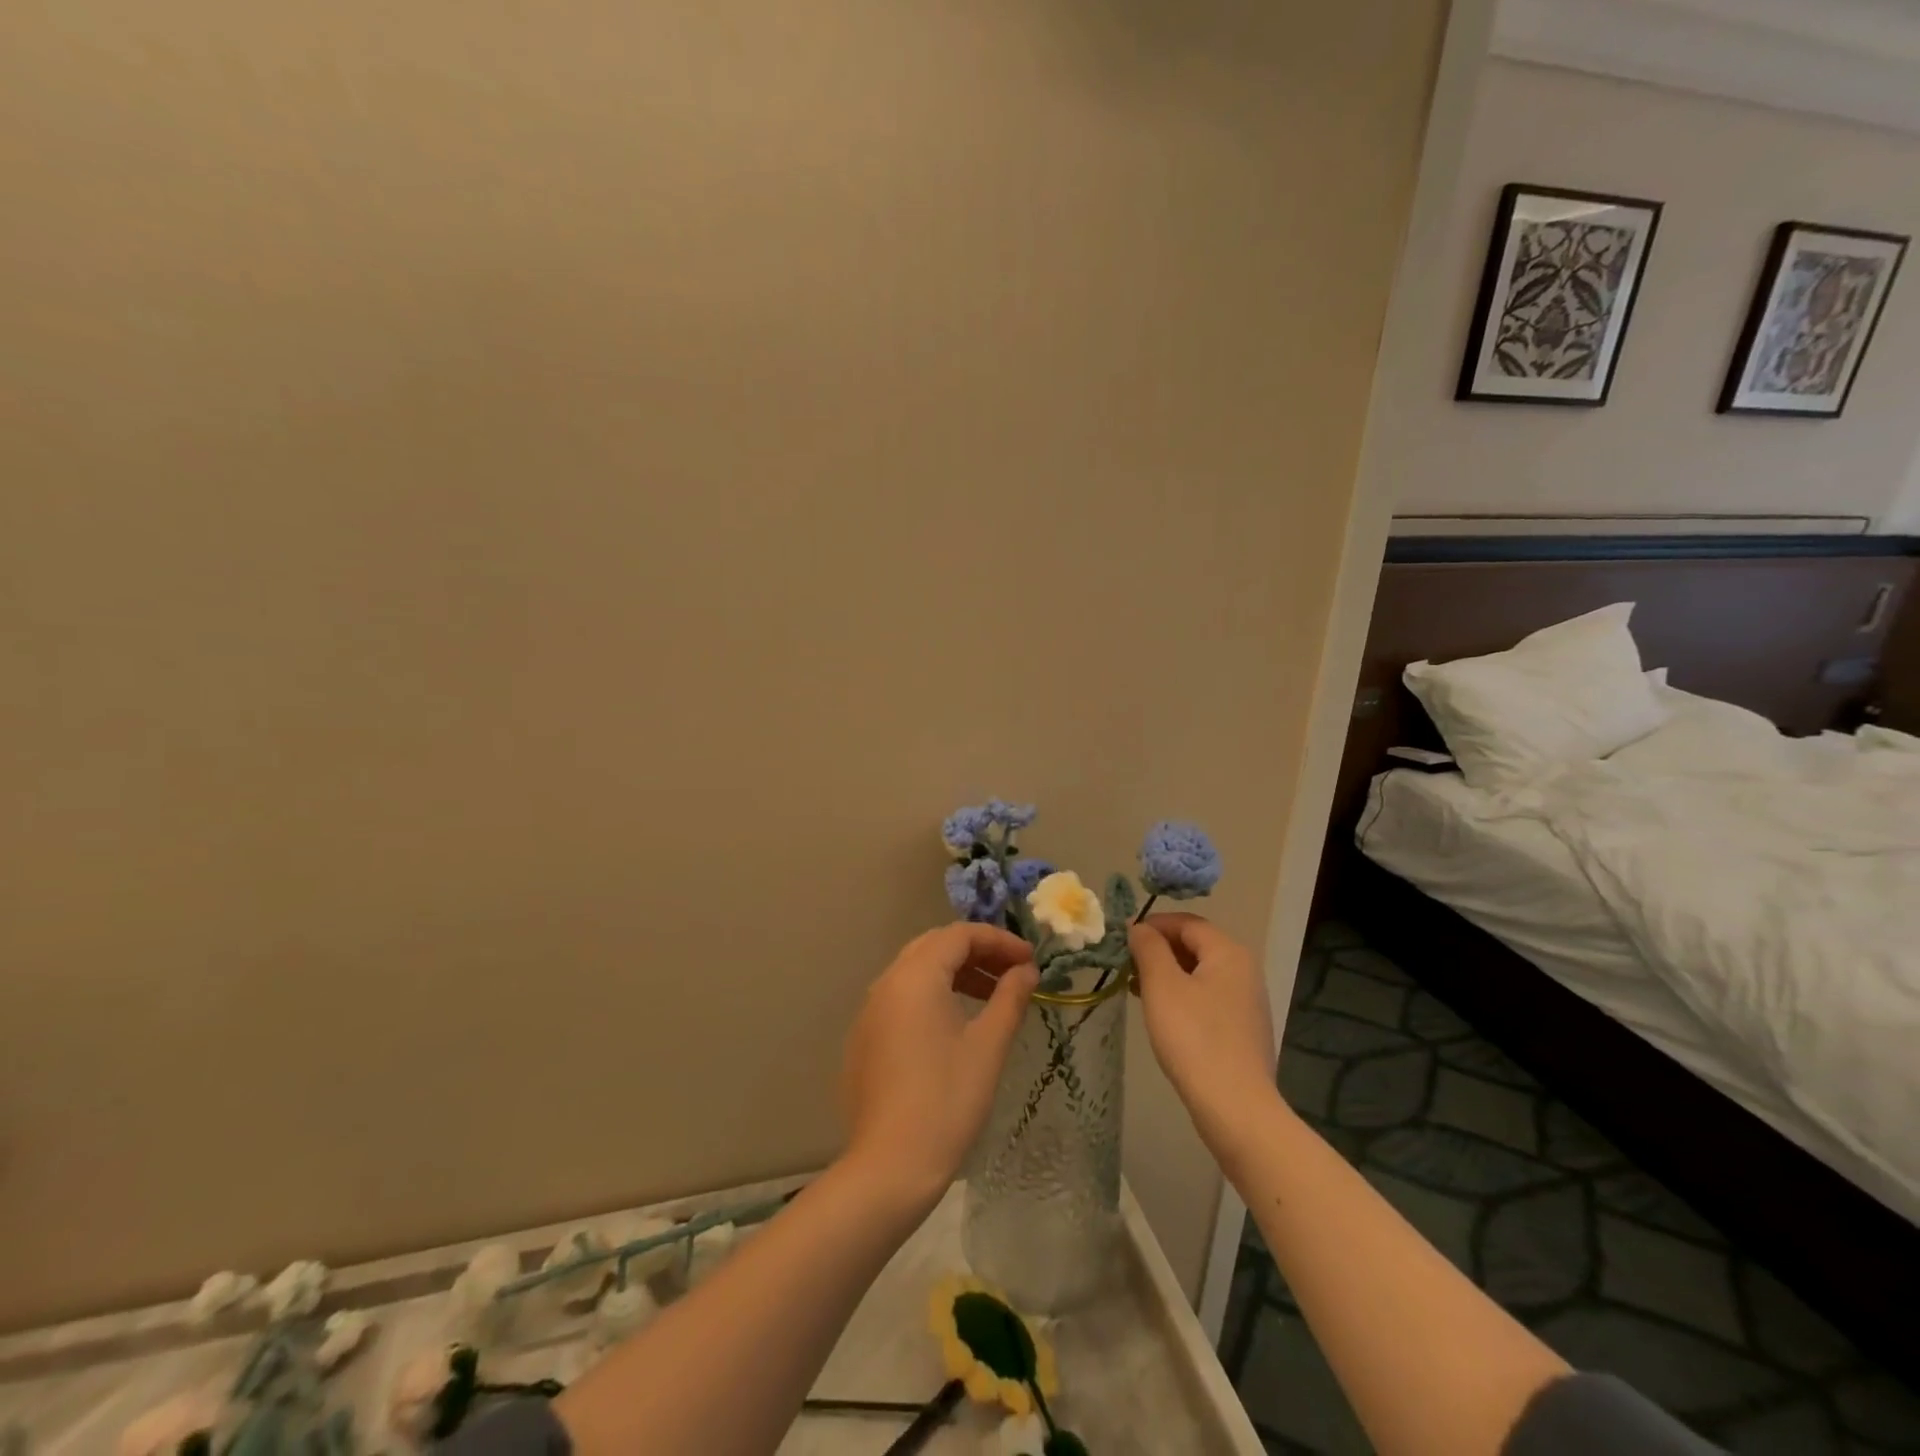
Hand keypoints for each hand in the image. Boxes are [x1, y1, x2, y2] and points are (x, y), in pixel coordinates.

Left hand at [840, 923, 1037, 1206]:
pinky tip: (956, 1023)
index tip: (1031, 960)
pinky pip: (902, 997)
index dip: (999, 940)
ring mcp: (870, 1011)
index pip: (960, 935)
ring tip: (992, 996)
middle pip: (935, 946)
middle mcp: (886, 983)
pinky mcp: (865, 1038)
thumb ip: (1010, 998)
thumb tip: (1026, 970)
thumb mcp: (988, 1046)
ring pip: (917, 971)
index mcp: (915, 976)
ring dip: (956, 973)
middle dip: (977, 952)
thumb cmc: (947, 1100)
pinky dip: (933, 995)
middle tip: (1013, 971)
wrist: (890, 1166)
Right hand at [1128, 913, 1275, 1133]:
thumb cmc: (1194, 1037)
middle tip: (1126, 966)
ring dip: (1166, 975)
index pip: (1187, 923)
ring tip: (1136, 990)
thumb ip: (1148, 948)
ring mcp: (1247, 1002)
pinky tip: (1161, 1015)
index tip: (1122, 939)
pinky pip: (1207, 999)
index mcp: (1229, 953)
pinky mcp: (1243, 1030)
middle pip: (1195, 946)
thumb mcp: (1162, 985)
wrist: (1235, 1108)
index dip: (1153, 925)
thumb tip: (1140, 928)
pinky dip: (1181, 997)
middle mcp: (1244, 971)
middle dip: (1158, 950)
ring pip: (1199, 974)